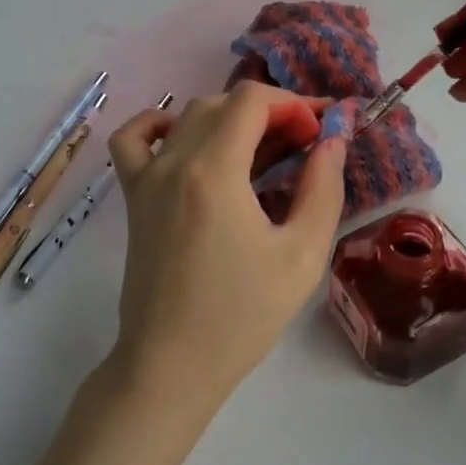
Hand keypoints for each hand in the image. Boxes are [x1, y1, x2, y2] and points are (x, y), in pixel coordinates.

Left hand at [105, 83, 346, 415]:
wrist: (171, 364)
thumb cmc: (242, 316)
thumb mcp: (302, 255)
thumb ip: (322, 188)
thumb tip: (332, 140)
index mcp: (214, 171)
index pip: (252, 100)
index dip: (293, 104)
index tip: (320, 133)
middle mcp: (174, 162)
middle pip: (223, 103)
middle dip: (270, 112)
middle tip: (303, 146)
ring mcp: (146, 178)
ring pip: (187, 116)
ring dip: (229, 118)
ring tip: (261, 150)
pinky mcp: (132, 197)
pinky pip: (133, 139)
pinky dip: (159, 125)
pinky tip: (187, 142)